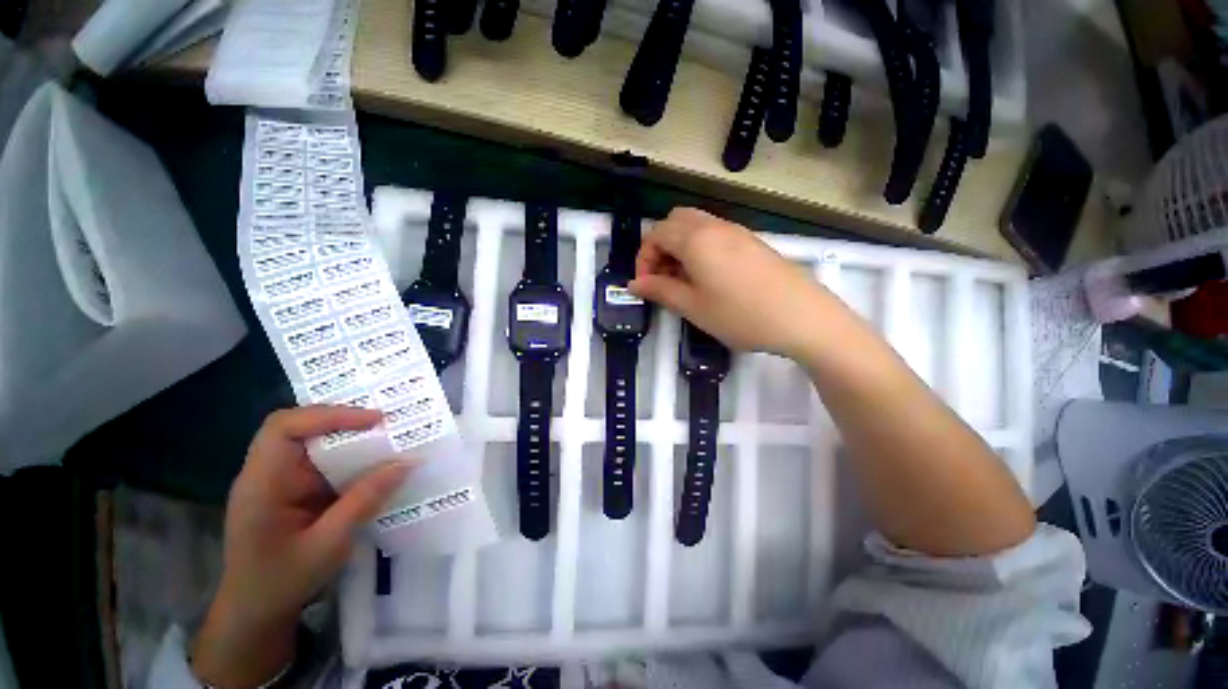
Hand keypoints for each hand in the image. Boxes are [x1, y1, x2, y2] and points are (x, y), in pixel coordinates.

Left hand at [191, 406, 411, 687]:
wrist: (256, 613)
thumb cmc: (282, 582)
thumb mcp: (328, 545)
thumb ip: (365, 500)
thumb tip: (407, 462)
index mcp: (262, 483)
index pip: (285, 428)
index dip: (329, 415)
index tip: (374, 421)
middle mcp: (268, 473)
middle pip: (303, 428)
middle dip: (347, 422)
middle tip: (390, 426)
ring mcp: (281, 481)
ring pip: (317, 443)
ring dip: (353, 440)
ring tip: (391, 441)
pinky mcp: (295, 490)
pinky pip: (325, 462)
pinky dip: (352, 459)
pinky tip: (376, 466)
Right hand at [630, 208, 828, 357]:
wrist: (802, 317)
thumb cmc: (741, 315)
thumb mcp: (693, 307)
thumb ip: (660, 291)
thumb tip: (634, 284)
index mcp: (695, 239)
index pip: (656, 234)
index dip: (643, 259)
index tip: (646, 285)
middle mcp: (714, 226)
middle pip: (675, 220)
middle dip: (660, 246)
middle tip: (663, 277)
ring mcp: (736, 231)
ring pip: (695, 225)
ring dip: (680, 246)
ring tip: (683, 280)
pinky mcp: (751, 241)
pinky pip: (715, 234)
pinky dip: (700, 248)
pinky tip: (708, 277)